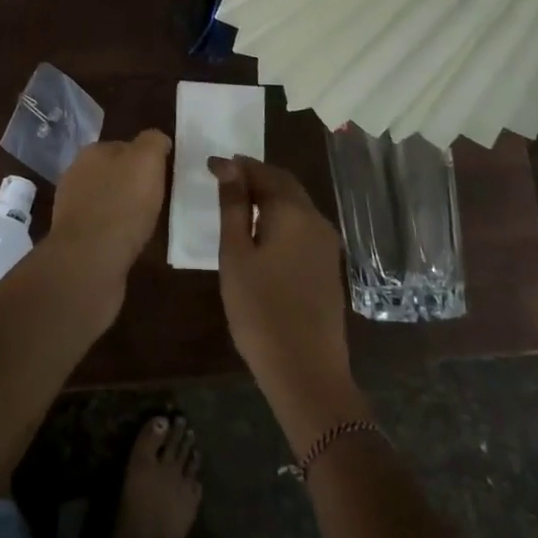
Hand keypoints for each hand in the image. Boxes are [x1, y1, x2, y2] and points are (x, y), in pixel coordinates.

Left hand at [44, 130, 171, 299]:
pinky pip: (101, 227)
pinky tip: (129, 242)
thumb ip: (152, 143)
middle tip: (157, 199)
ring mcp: (71, 208)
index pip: (124, 146)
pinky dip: (115, 232)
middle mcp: (76, 175)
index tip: (163, 175)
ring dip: (122, 208)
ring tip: (145, 223)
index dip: (145, 159)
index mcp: (91, 152)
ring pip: (105, 200)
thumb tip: (157, 140)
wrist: (89, 261)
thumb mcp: (146, 161)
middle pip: (113, 173)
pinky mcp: (74, 238)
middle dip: (132, 183)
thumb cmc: (122, 205)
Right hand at [211, 156, 366, 451]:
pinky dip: (280, 217)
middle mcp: (316, 220)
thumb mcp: (236, 255)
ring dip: (268, 196)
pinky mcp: (327, 265)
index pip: (263, 172)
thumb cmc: (260, 310)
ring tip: (237, 202)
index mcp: (294, 212)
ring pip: (296, 205)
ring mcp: (327, 244)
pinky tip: (261, 231)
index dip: (236, 165)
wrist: (307, 371)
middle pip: (284, 184)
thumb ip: (234, 207)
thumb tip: (229, 167)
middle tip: (223, 177)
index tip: (209, 166)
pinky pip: (302, 225)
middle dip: (255, 176)